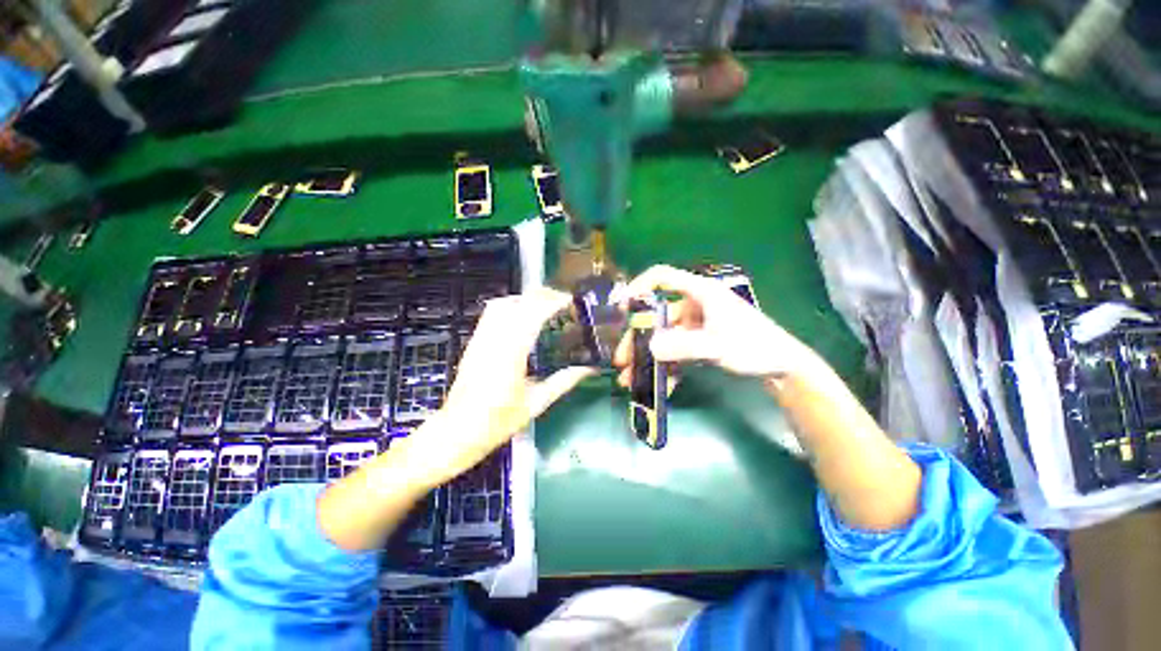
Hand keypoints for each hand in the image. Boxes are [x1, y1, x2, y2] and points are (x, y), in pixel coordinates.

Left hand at [393, 288, 593, 487]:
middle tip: (563, 301)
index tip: (570, 301)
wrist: (458, 430)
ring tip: (544, 304)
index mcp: (511, 354)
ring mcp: (481, 338)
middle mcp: (494, 340)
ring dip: (525, 298)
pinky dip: (510, 306)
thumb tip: (588, 369)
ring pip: (502, 304)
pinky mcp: (474, 342)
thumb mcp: (536, 403)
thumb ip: (563, 382)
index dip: (552, 303)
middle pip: (518, 304)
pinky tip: (522, 316)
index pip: (533, 315)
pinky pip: (491, 314)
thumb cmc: (498, 421)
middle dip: (542, 296)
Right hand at [613, 265, 821, 383]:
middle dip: (637, 340)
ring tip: (630, 379)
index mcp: (700, 292)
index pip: (662, 277)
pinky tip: (658, 386)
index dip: (638, 286)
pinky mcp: (699, 342)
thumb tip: (650, 348)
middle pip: (656, 317)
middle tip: (622, 361)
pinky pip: (676, 352)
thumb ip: (684, 346)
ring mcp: (695, 325)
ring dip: (647, 359)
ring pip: (663, 338)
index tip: (620, 307)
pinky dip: (666, 367)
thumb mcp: (718, 346)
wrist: (783, 368)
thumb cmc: (754, 346)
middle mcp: (693, 305)